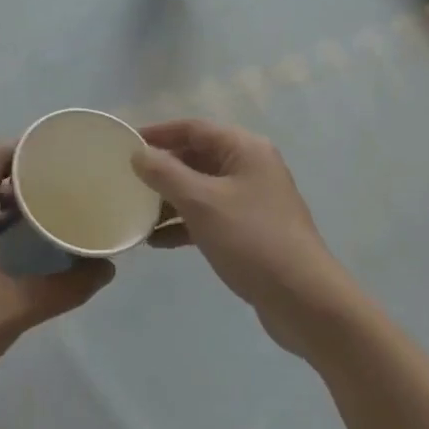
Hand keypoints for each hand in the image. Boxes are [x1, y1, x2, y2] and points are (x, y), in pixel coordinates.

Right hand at [132, 120, 355, 357]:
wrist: (303, 299)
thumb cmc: (251, 239)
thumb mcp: (202, 203)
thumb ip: (166, 174)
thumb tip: (138, 154)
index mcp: (245, 148)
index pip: (194, 128)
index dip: (158, 133)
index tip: (125, 145)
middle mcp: (250, 167)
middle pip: (197, 156)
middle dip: (162, 169)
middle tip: (126, 181)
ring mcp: (252, 200)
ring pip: (201, 188)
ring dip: (169, 200)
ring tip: (136, 214)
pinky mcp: (250, 230)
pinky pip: (209, 216)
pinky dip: (184, 224)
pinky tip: (157, 242)